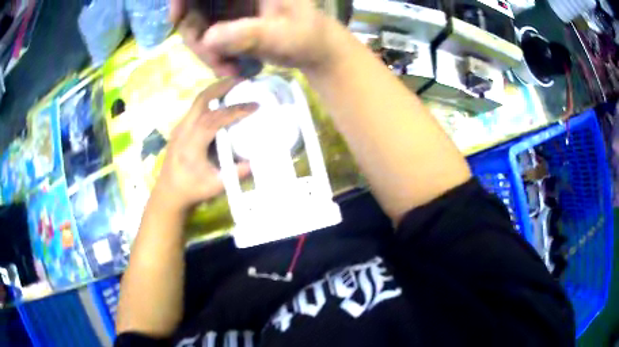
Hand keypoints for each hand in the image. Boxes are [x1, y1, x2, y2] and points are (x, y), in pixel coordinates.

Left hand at [150, 78, 257, 213]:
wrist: (168, 192)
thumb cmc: (191, 189)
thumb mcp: (216, 185)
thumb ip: (236, 173)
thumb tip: (256, 160)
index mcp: (192, 143)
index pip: (215, 119)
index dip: (236, 110)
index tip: (254, 105)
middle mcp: (184, 130)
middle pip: (202, 99)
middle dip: (223, 86)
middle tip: (242, 81)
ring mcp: (180, 127)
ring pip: (198, 101)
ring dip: (216, 90)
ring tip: (234, 86)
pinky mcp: (180, 127)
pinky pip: (196, 108)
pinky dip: (210, 99)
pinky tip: (220, 101)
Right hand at [171, 0, 338, 76]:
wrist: (315, 49)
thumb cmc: (307, 37)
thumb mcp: (281, 36)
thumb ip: (248, 34)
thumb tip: (207, 39)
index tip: (176, 19)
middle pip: (194, 6)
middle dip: (196, 37)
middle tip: (217, 64)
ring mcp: (229, 4)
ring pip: (196, 23)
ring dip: (205, 51)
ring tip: (229, 70)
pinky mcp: (227, 18)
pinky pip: (204, 34)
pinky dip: (210, 53)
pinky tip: (229, 66)